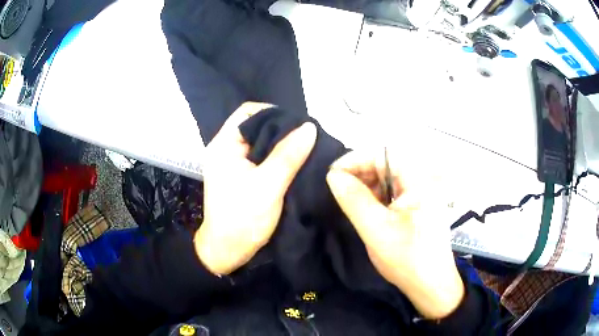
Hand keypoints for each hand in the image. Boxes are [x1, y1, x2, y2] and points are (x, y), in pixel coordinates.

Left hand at [195, 102, 316, 274]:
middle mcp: (226, 148)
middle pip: (255, 126)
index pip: (248, 112)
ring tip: (305, 147)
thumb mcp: (268, 185)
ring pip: (260, 142)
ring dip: (281, 144)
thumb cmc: (243, 218)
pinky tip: (294, 161)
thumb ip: (288, 155)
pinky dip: (276, 156)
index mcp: (224, 144)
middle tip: (307, 136)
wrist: (228, 251)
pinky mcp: (241, 175)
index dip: (273, 112)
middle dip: (281, 128)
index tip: (298, 124)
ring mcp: (233, 162)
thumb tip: (309, 127)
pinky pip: (260, 157)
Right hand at [326, 150, 463, 318]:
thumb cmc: (408, 258)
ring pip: (387, 178)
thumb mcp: (377, 230)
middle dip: (359, 172)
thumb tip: (333, 175)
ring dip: (365, 185)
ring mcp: (420, 194)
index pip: (383, 155)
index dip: (355, 160)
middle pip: (385, 164)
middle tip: (338, 189)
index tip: (333, 176)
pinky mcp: (416, 207)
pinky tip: (364, 208)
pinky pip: (392, 192)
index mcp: (419, 180)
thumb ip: (354, 200)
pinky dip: (375, 196)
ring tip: (348, 199)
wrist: (430, 286)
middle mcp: (422, 181)